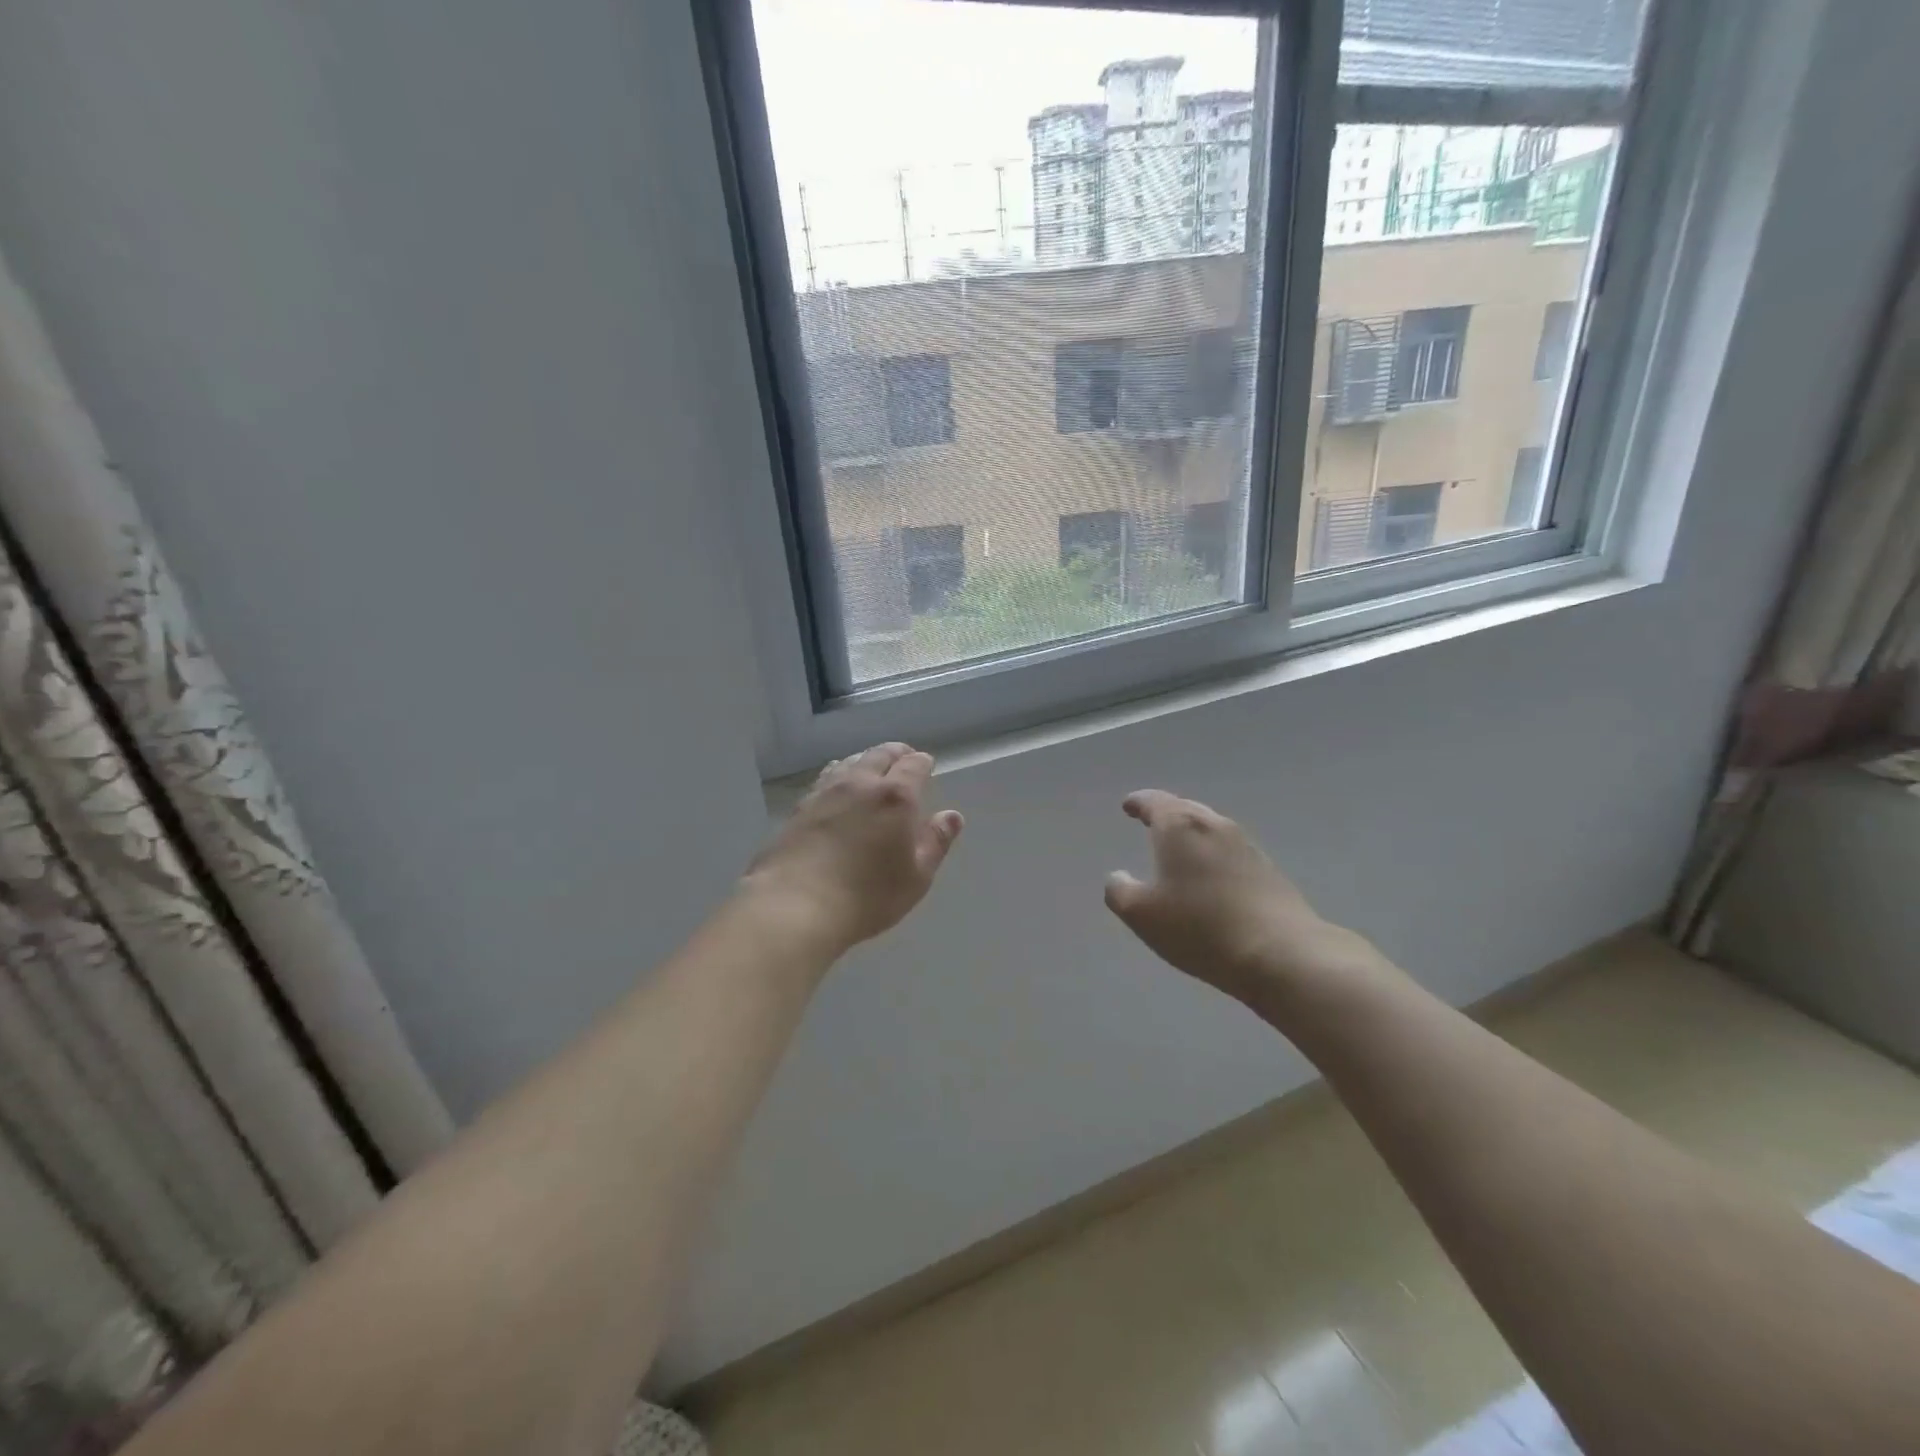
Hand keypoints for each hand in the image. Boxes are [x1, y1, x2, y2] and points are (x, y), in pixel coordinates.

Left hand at [742, 743, 963, 955]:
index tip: (926, 764)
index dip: (922, 763)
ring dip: (864, 760)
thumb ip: (936, 842)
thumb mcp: (916, 877)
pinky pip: (825, 779)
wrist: (795, 906)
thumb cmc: (867, 896)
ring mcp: (825, 792)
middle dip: (895, 753)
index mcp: (895, 797)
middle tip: (902, 757)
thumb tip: (952, 816)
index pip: (913, 766)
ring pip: (849, 763)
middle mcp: (860, 784)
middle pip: (879, 755)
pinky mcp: (799, 808)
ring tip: (870, 767)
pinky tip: (836, 788)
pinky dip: (838, 776)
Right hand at [1104, 790, 1382, 1008]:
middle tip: (1151, 823)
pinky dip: (1214, 857)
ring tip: (1179, 851)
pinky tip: (1211, 879)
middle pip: (1186, 810)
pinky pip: (1231, 853)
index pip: (1154, 802)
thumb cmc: (1200, 927)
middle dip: (1167, 814)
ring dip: (1193, 836)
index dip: (1138, 802)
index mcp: (1180, 826)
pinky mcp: (1269, 871)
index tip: (1128, 806)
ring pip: (1212, 830)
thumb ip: (1119, 891)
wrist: (1280, 954)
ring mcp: (1247, 846)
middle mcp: (1214, 825)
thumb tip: (1119, 877)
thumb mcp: (1141, 914)